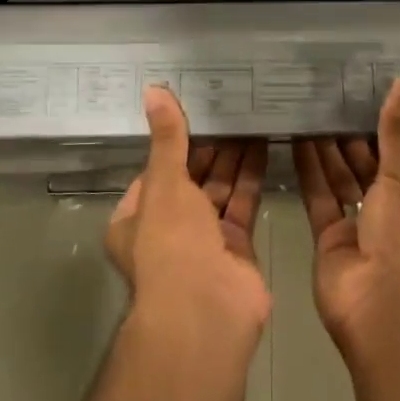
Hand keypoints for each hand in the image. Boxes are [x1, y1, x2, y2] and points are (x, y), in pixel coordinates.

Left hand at [107, 87, 270, 344]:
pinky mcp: (235, 248)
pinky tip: (264, 145)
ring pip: (217, 190)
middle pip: (189, 179)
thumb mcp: (164, 183)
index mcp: (135, 218)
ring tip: (249, 118)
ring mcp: (203, 241)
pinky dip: (251, 178)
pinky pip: (242, 204)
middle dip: (208, 148)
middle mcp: (167, 230)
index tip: (193, 110)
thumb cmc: (172, 242)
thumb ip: (167, 138)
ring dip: (232, 158)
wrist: (207, 311)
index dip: (173, 142)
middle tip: (228, 109)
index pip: (154, 171)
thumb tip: (153, 89)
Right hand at [293, 78, 399, 353]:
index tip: (363, 99)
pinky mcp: (330, 241)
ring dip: (327, 151)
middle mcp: (394, 216)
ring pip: (342, 182)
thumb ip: (398, 131)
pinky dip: (309, 172)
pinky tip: (296, 140)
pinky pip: (320, 198)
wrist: (384, 309)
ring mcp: (361, 229)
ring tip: (309, 111)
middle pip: (369, 169)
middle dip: (351, 139)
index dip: (385, 131)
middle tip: (328, 99)